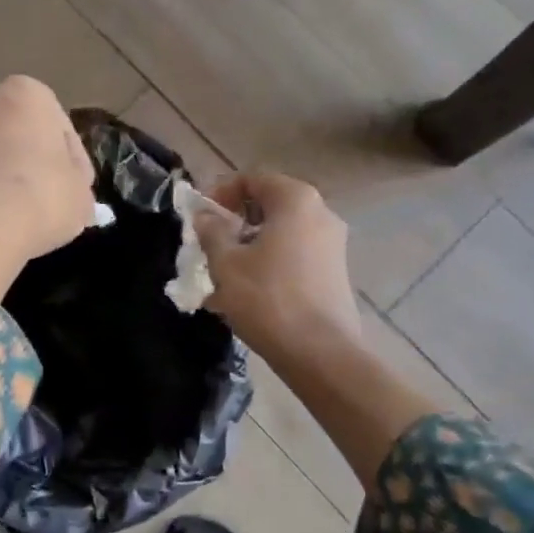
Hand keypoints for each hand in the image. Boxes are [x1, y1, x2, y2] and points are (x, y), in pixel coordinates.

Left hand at [0, 76, 95, 297]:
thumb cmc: (44, 192)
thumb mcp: (81, 193)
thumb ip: (78, 188)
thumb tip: (74, 197)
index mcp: (29, 91)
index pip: (62, 128)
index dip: (75, 162)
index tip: (78, 189)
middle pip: (24, 133)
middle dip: (36, 160)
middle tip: (53, 197)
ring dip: (12, 176)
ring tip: (28, 211)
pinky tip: (3, 217)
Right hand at [194, 171, 361, 364]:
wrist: (320, 353)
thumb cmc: (268, 299)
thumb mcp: (226, 263)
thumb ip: (211, 231)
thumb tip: (205, 215)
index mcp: (296, 200)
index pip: (252, 179)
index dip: (220, 193)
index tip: (199, 216)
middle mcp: (320, 213)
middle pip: (268, 205)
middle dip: (234, 222)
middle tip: (208, 245)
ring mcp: (332, 244)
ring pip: (280, 233)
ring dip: (248, 246)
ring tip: (222, 274)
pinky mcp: (334, 272)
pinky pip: (293, 255)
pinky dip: (268, 263)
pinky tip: (245, 293)